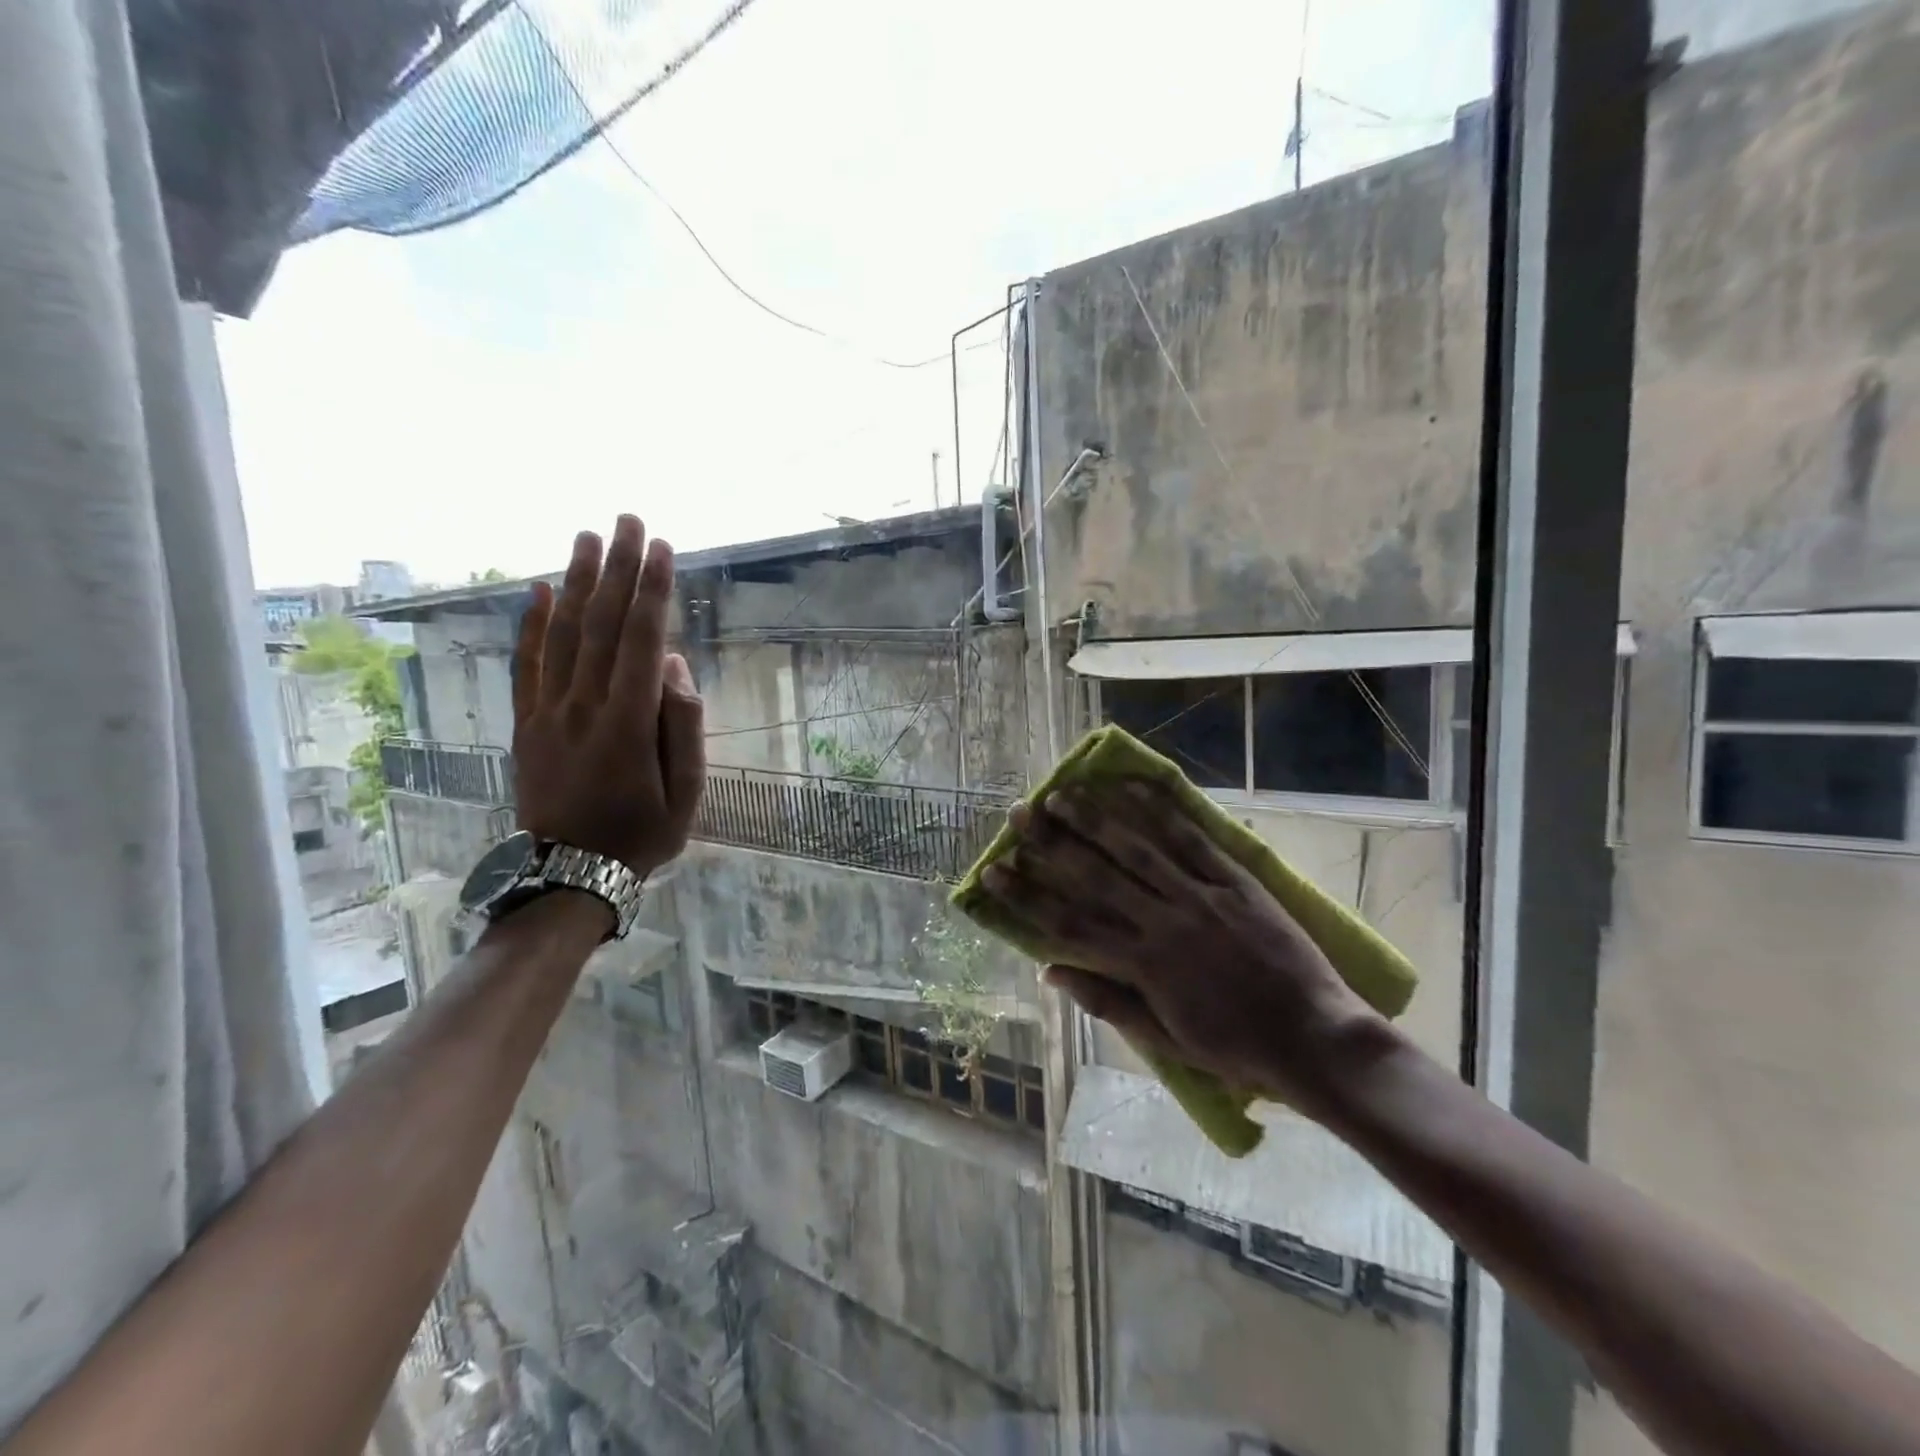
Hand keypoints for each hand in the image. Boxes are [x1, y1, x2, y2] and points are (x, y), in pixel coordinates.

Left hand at [511, 516, 705, 878]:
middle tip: (627, 520)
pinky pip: (526, 666)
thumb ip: (682, 727)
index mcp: (627, 723)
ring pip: (562, 635)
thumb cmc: (640, 835)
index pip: (640, 640)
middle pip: (600, 624)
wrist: (568, 874)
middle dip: (617, 569)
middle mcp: (583, 706)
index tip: (661, 548)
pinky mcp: (526, 723)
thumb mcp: (686, 793)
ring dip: (576, 582)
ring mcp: (548, 712)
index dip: (652, 591)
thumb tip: (671, 666)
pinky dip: (531, 626)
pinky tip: (540, 592)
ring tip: (587, 538)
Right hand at [980, 780, 1386, 1120]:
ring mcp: (1200, 896)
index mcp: (1142, 965)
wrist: (1316, 1041)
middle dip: (1051, 843)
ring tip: (1062, 794)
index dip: (1025, 895)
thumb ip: (1106, 1001)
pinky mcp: (1235, 881)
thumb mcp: (1164, 1039)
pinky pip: (1191, 839)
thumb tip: (1050, 972)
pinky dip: (1160, 811)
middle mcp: (1163, 922)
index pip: (1068, 923)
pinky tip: (1132, 788)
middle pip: (1095, 875)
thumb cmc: (1236, 1049)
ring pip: (1137, 849)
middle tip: (1020, 814)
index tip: (994, 870)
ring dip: (1095, 819)